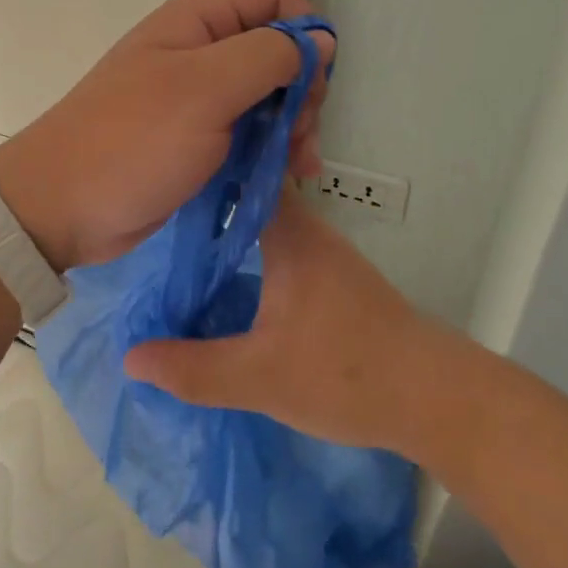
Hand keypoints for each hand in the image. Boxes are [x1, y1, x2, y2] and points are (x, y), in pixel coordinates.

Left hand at [0, 0, 333, 268]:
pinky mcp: (200, 140)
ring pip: (270, 95)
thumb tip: (321, 39)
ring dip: (294, 125)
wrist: (62, 208)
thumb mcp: (205, 89)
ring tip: (298, 164)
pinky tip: (287, 176)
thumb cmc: (132, 140)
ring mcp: (200, 99)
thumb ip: (268, 55)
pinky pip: (252, 132)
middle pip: (277, 49)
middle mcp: (201, 52)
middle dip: (301, 86)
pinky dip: (275, 150)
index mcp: (197, 22)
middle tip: (301, 131)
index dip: (303, 27)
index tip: (314, 76)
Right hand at [124, 190, 448, 453]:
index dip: (207, 169)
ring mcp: (328, 256)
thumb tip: (131, 356)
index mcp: (291, 235)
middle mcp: (311, 232)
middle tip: (159, 210)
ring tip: (184, 242)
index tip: (165, 170)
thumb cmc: (346, 373)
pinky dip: (254, 250)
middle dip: (210, 199)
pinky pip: (285, 247)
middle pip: (254, 196)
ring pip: (271, 223)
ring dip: (233, 227)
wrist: (436, 399)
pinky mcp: (339, 281)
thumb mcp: (260, 378)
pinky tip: (231, 278)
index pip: (246, 176)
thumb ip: (194, 368)